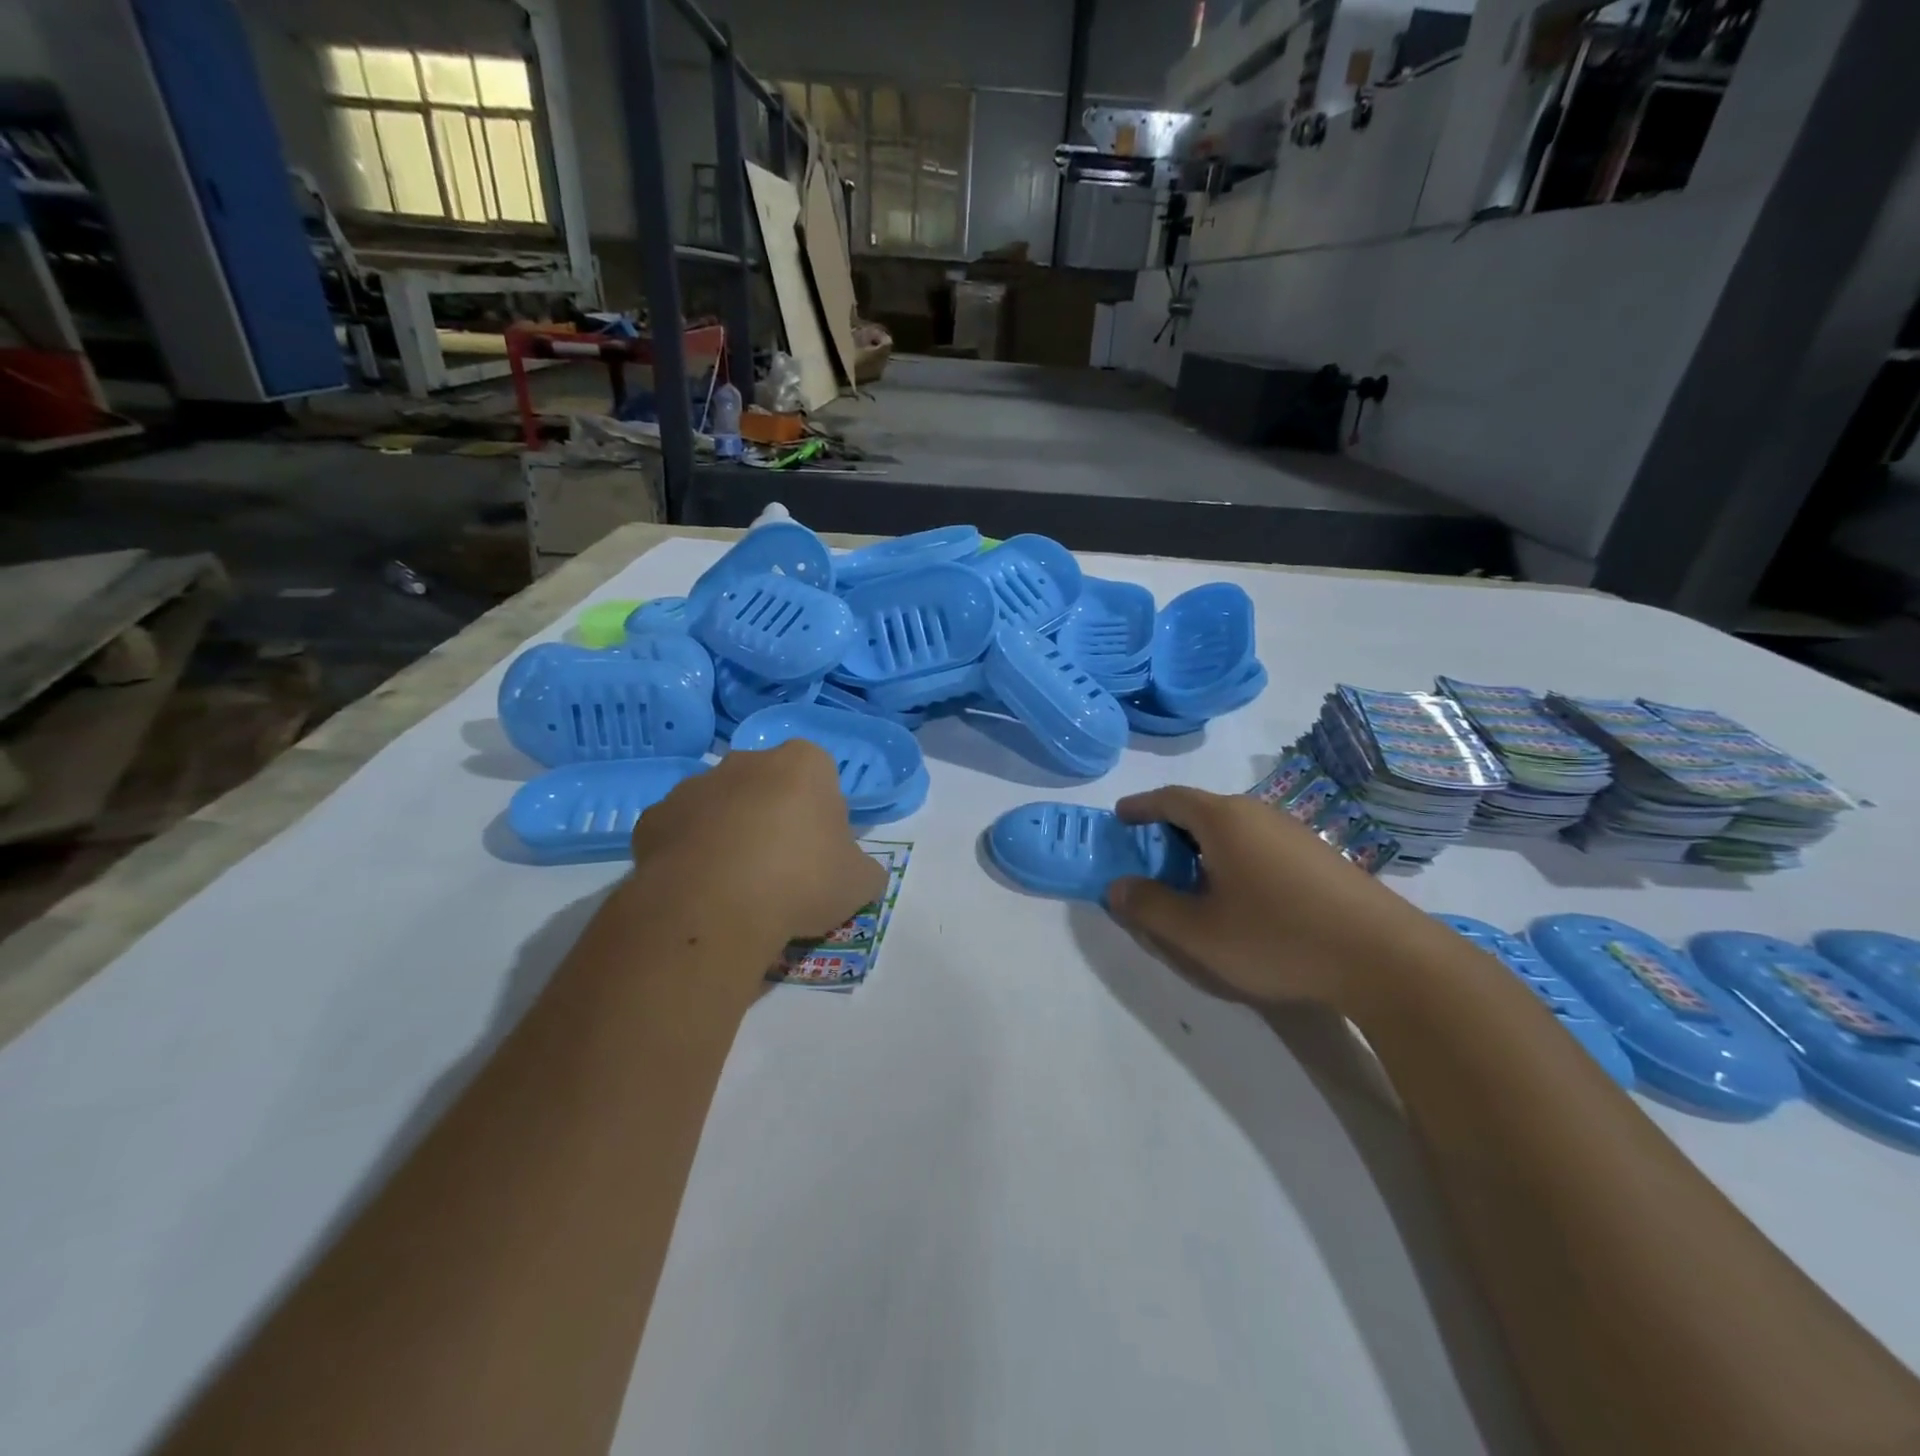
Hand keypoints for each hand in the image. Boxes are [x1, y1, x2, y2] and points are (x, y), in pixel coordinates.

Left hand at [628, 740, 886, 949]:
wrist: (713, 909)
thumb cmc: (800, 881)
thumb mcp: (859, 883)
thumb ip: (865, 869)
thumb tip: (860, 873)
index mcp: (803, 763)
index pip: (821, 775)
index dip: (823, 812)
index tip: (821, 849)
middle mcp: (747, 761)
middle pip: (768, 783)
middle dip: (774, 813)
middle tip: (781, 866)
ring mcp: (694, 785)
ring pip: (721, 804)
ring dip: (729, 830)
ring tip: (736, 883)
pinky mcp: (653, 817)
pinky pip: (680, 830)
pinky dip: (689, 851)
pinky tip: (699, 887)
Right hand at [1105, 786, 1424, 1006]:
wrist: (1385, 958)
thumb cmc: (1277, 937)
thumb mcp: (1198, 933)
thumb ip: (1150, 907)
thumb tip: (1116, 887)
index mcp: (1224, 820)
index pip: (1170, 798)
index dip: (1141, 806)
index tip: (1120, 816)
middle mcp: (1258, 813)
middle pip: (1203, 809)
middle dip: (1171, 826)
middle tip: (1151, 853)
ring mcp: (1294, 832)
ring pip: (1235, 827)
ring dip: (1205, 844)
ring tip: (1192, 876)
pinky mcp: (1320, 856)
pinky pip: (1260, 843)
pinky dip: (1234, 856)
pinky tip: (1241, 893)